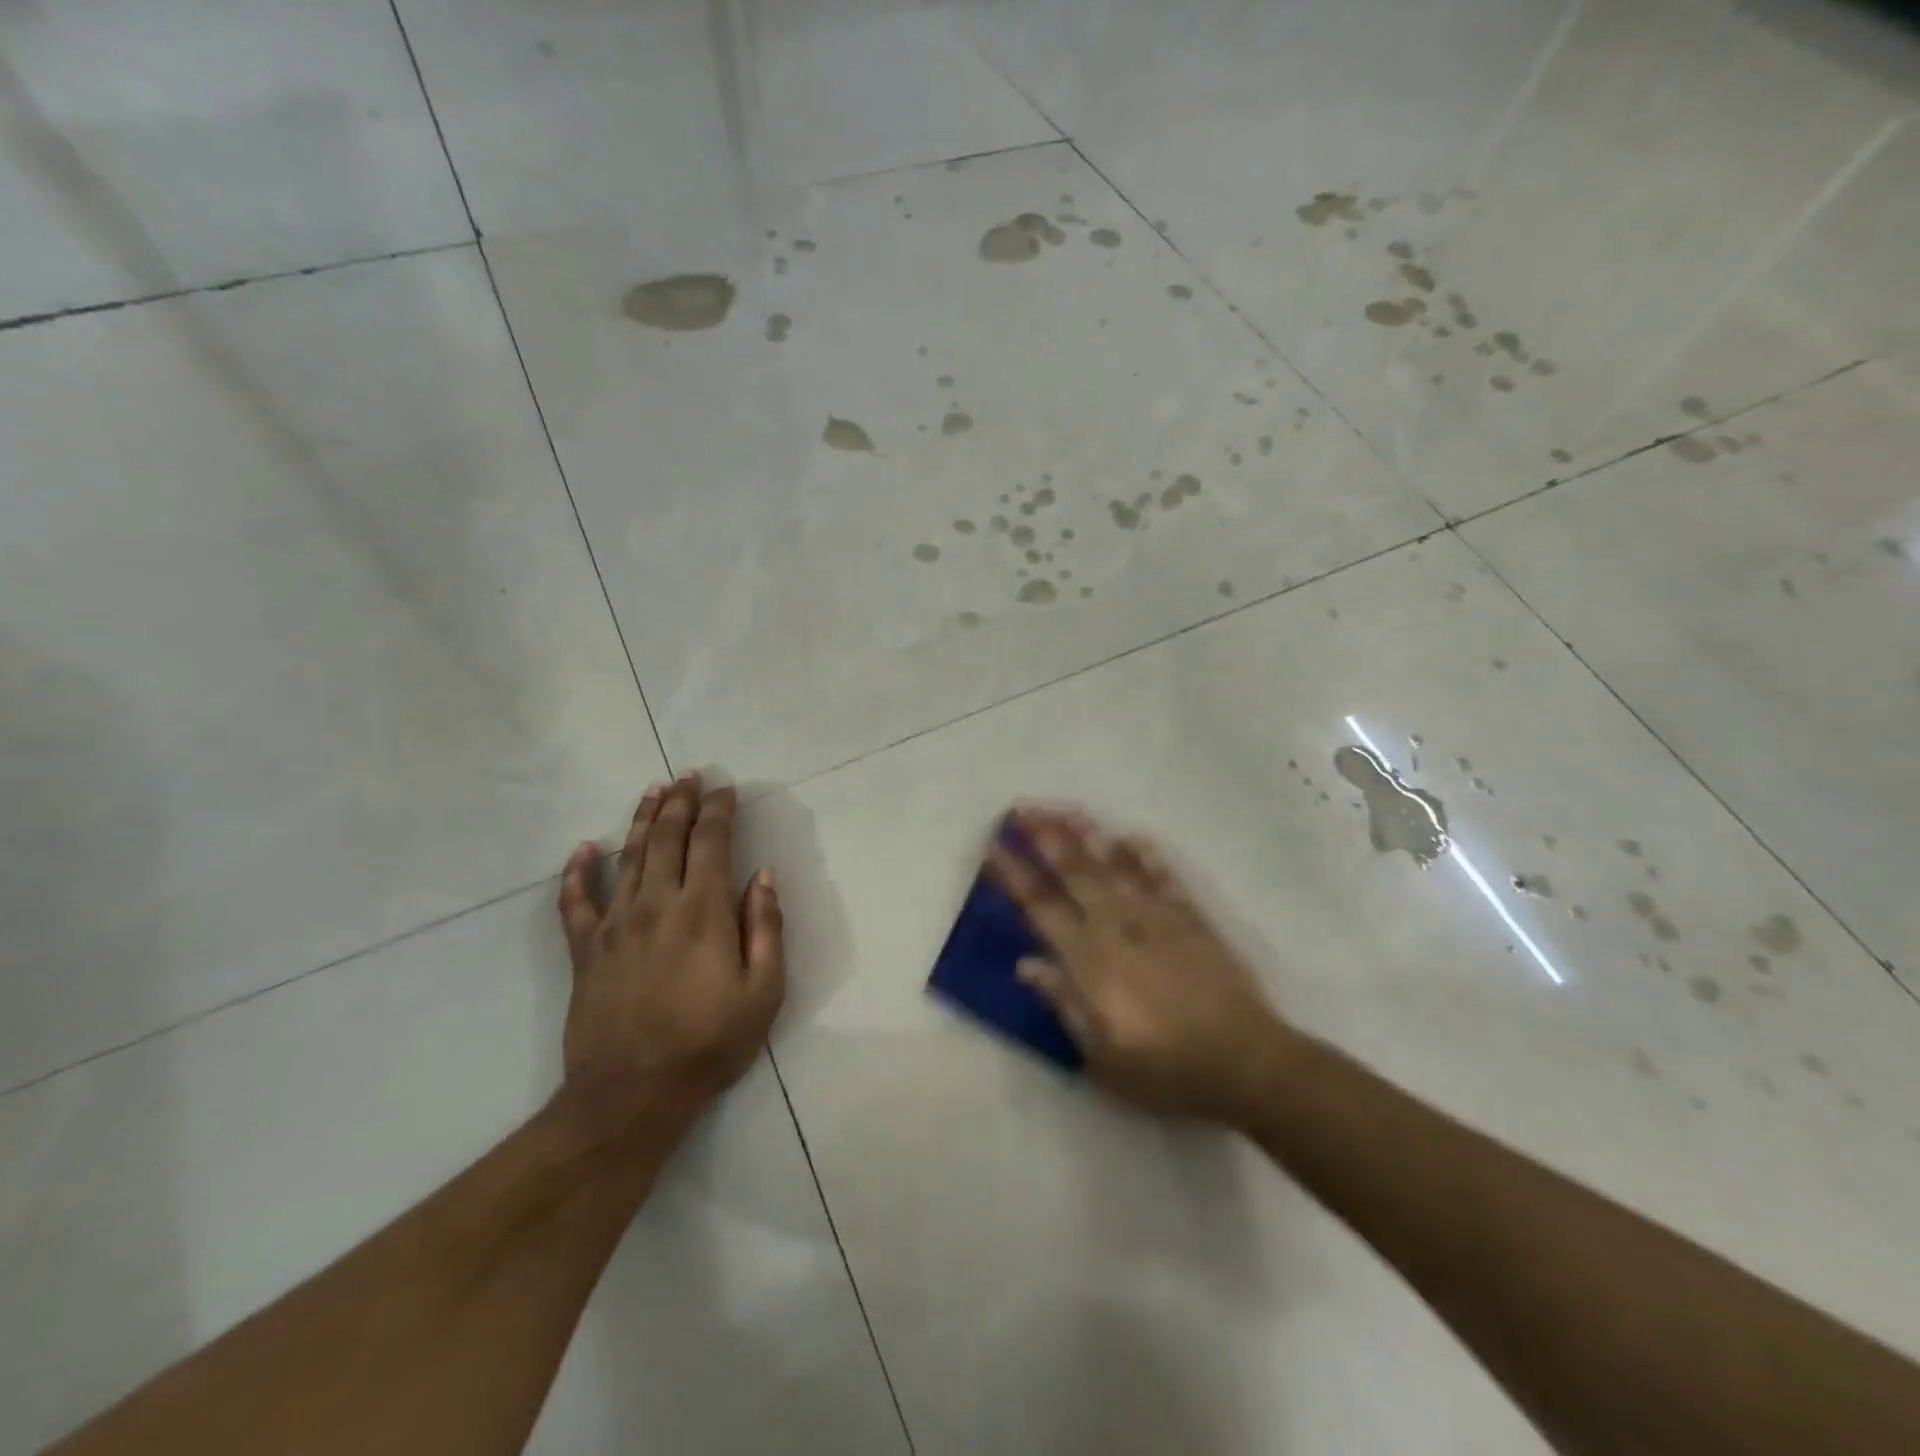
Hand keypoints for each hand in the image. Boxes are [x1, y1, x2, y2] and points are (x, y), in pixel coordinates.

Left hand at [556, 774, 784, 1136]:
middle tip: (688, 776)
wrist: (631, 1095)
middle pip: (667, 838)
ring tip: (651, 791)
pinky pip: (575, 903)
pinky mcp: (585, 951)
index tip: (726, 788)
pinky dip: (577, 873)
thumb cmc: (709, 1043)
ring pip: (628, 857)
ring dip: (640, 820)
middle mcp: (657, 904)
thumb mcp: (763, 991)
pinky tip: (582, 850)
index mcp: (703, 911)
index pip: (711, 842)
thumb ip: (765, 928)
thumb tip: (764, 876)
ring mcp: (615, 925)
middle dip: (680, 802)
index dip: (719, 810)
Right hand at [988, 805, 1291, 1124]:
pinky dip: (1147, 856)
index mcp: (1089, 961)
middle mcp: (1117, 927)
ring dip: (1087, 834)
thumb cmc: (1165, 1070)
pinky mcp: (1191, 920)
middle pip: (1074, 872)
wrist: (1244, 1062)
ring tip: (1064, 808)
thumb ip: (1063, 1003)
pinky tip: (1132, 836)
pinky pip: (1164, 878)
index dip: (1014, 875)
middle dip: (1044, 837)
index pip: (1040, 908)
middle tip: (1021, 808)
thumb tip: (1025, 964)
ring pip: (1114, 865)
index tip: (993, 846)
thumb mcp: (1101, 1056)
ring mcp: (1156, 918)